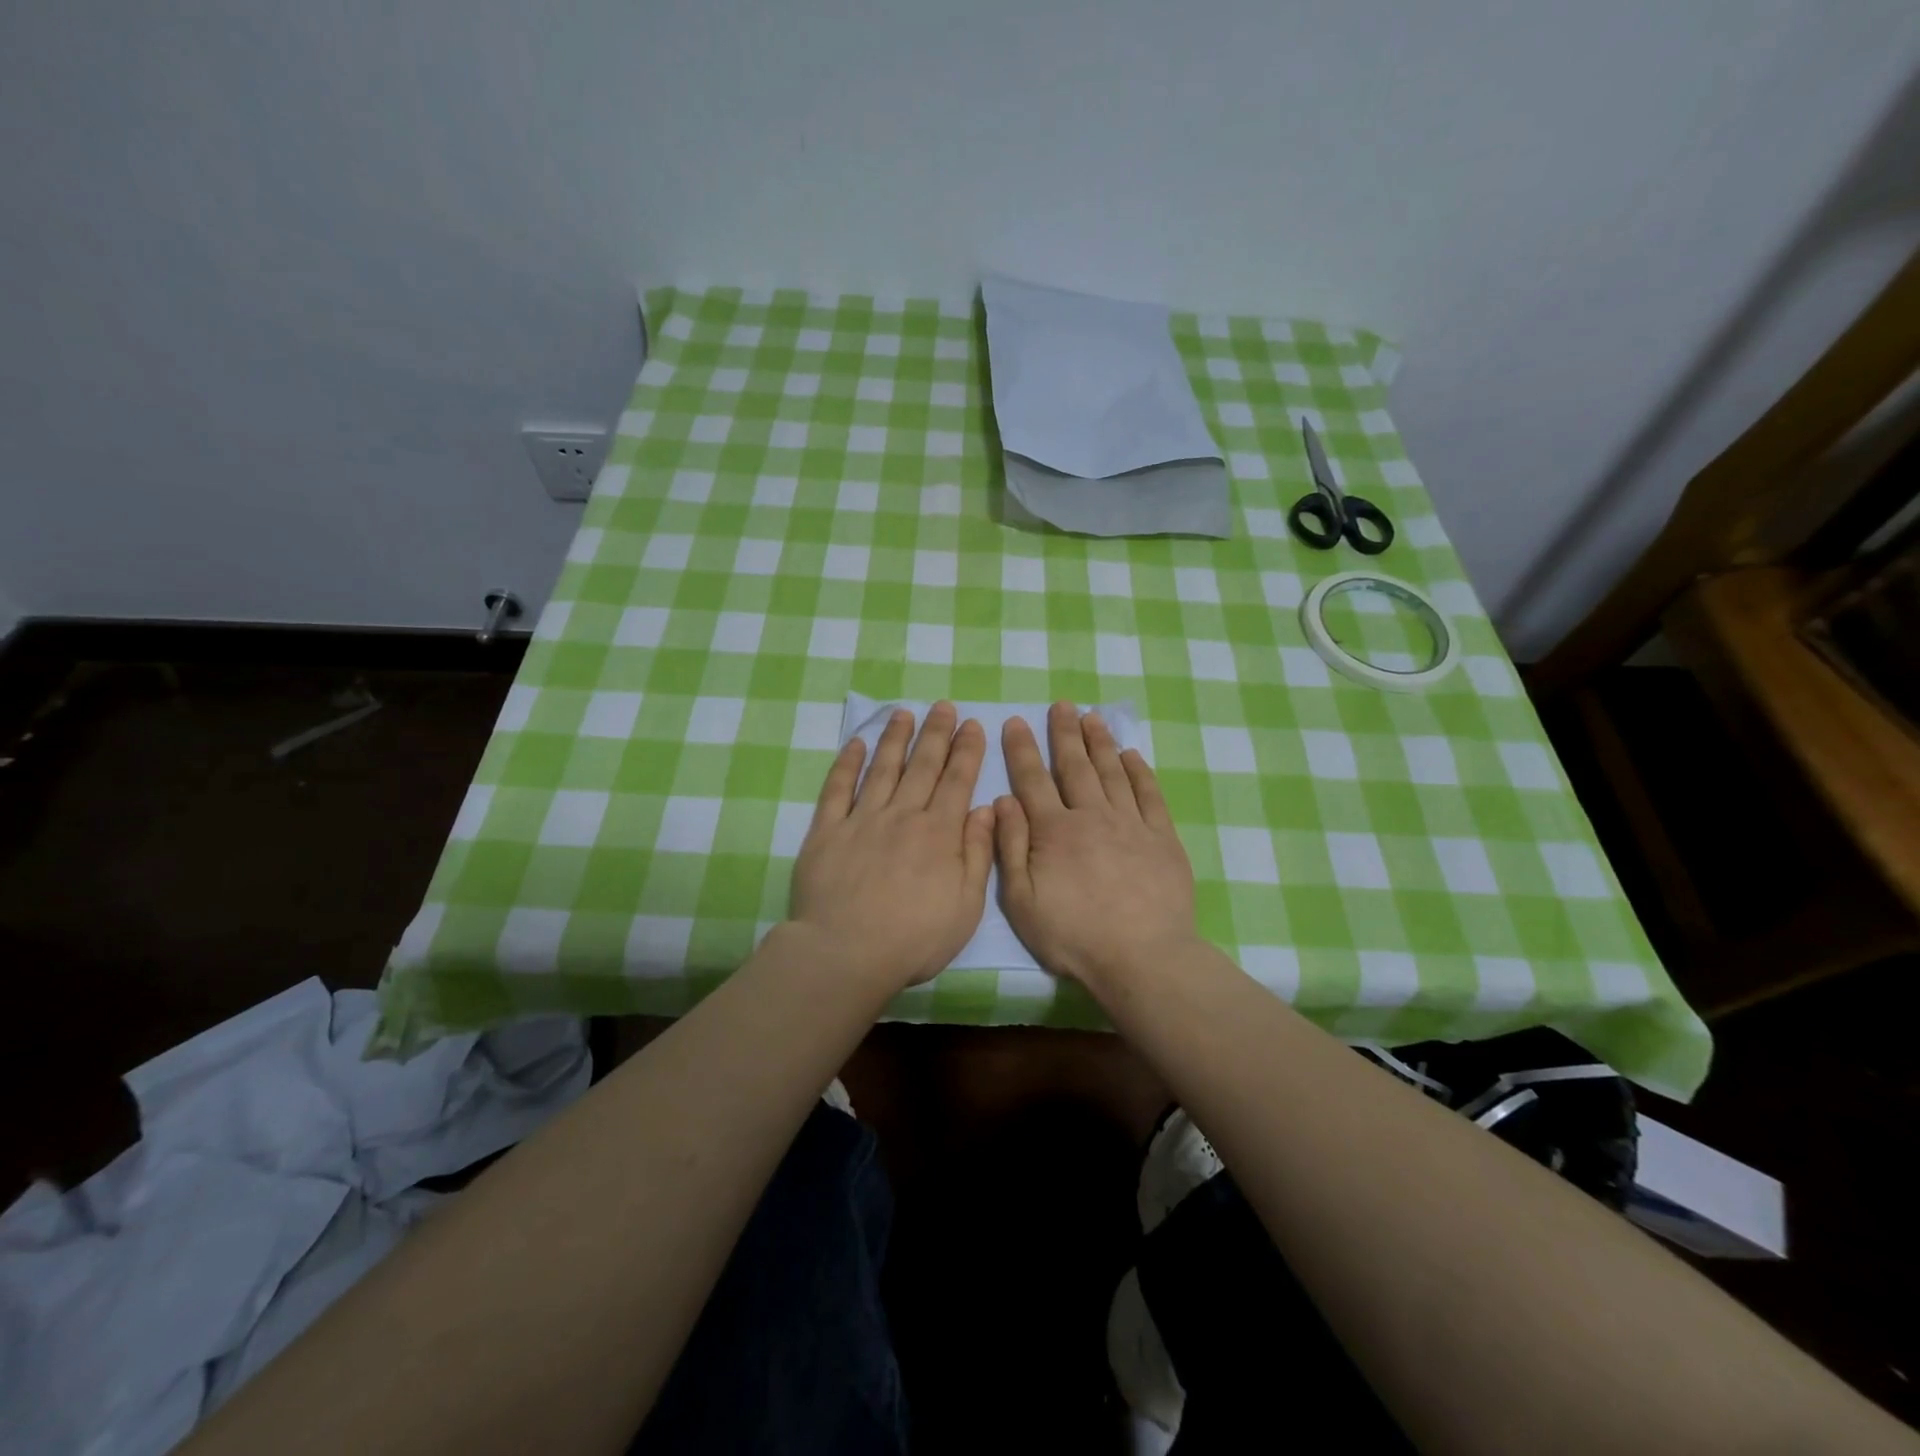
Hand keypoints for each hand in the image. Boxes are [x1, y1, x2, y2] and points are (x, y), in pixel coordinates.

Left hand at [790, 703, 995, 991]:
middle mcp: (902, 816)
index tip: (972, 724)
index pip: (957, 781)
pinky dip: (846, 764)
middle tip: (943, 706)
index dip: (966, 750)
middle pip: (922, 766)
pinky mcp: (826, 831)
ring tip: (904, 713)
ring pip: (882, 769)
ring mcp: (861, 820)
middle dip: (936, 733)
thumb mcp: (965, 906)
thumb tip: (986, 809)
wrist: (845, 954)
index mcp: (938, 833)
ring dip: (895, 738)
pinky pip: (837, 789)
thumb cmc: (914, 938)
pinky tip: (854, 743)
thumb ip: (978, 854)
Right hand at [995, 703, 1196, 991]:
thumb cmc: (1073, 935)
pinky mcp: (1162, 838)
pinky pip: (1149, 795)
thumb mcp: (1022, 901)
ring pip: (1112, 772)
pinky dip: (1139, 772)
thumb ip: (1011, 848)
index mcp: (1054, 831)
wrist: (1142, 957)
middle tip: (1061, 705)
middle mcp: (1092, 816)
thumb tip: (1002, 801)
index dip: (1022, 749)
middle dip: (1065, 733)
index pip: (1032, 780)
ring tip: (1092, 717)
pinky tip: (1132, 755)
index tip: (1016, 721)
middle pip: (1076, 766)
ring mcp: (1131, 824)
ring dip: (1100, 742)